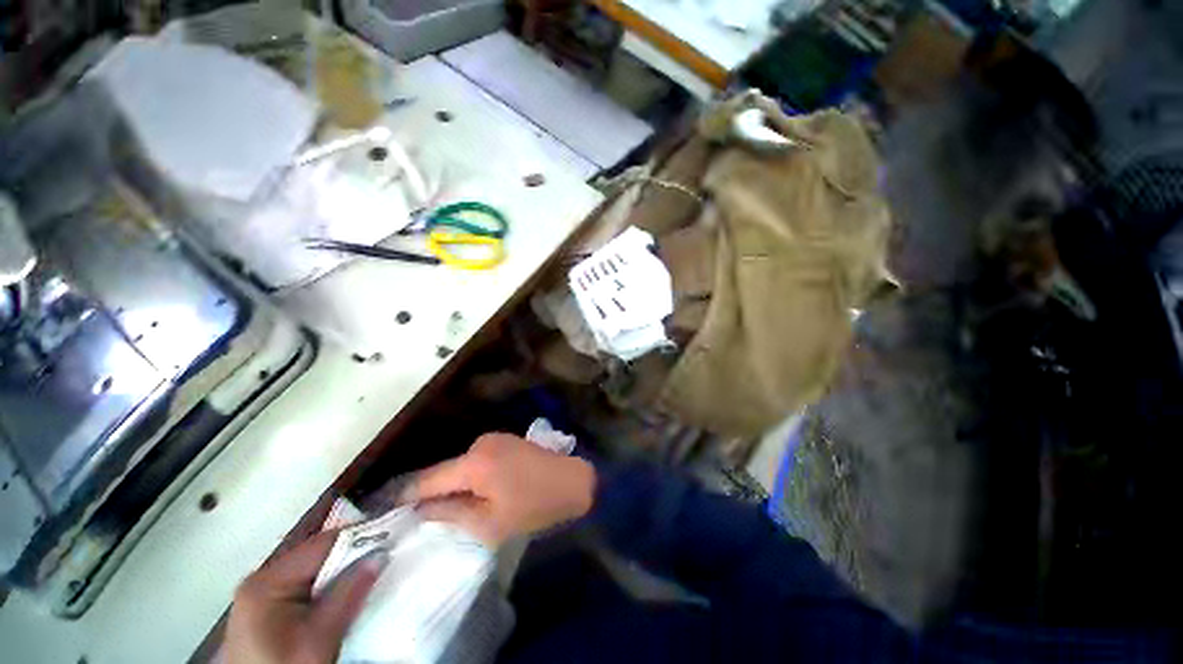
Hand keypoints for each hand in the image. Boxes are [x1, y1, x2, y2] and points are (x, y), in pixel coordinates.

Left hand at [225, 530, 385, 663]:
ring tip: (373, 571)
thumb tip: (381, 554)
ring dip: (344, 571)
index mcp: (267, 581)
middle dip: (353, 555)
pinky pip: (306, 585)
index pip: (323, 543)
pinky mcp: (267, 610)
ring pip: (315, 570)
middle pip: (318, 554)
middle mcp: (261, 579)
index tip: (393, 536)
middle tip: (387, 555)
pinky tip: (347, 592)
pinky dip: (330, 586)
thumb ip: (348, 593)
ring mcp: (261, 595)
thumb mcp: (320, 638)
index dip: (361, 536)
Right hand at [404, 433, 596, 546]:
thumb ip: (451, 514)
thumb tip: (420, 510)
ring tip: (456, 509)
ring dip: (454, 485)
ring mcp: (494, 438)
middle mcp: (480, 443)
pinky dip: (471, 476)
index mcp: (475, 463)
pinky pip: (476, 460)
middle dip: (432, 493)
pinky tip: (480, 491)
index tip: (382, 510)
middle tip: (420, 519)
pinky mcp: (504, 440)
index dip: (404, 495)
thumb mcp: (490, 523)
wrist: (573, 481)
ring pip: (460, 466)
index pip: (428, 479)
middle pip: (444, 471)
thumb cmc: (534, 506)